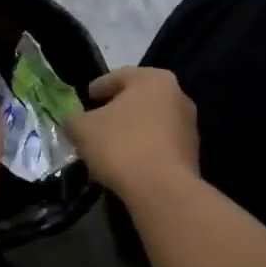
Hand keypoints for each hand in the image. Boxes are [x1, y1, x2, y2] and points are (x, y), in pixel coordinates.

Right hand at [63, 66, 199, 199]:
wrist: (162, 189)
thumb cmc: (121, 146)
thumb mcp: (83, 129)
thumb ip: (73, 119)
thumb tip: (73, 121)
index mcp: (154, 79)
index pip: (118, 77)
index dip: (97, 88)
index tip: (85, 99)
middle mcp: (178, 95)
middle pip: (138, 99)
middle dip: (116, 110)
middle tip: (96, 122)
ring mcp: (189, 125)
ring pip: (151, 122)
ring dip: (131, 130)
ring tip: (110, 146)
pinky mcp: (192, 153)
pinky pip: (160, 144)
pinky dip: (144, 148)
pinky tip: (128, 163)